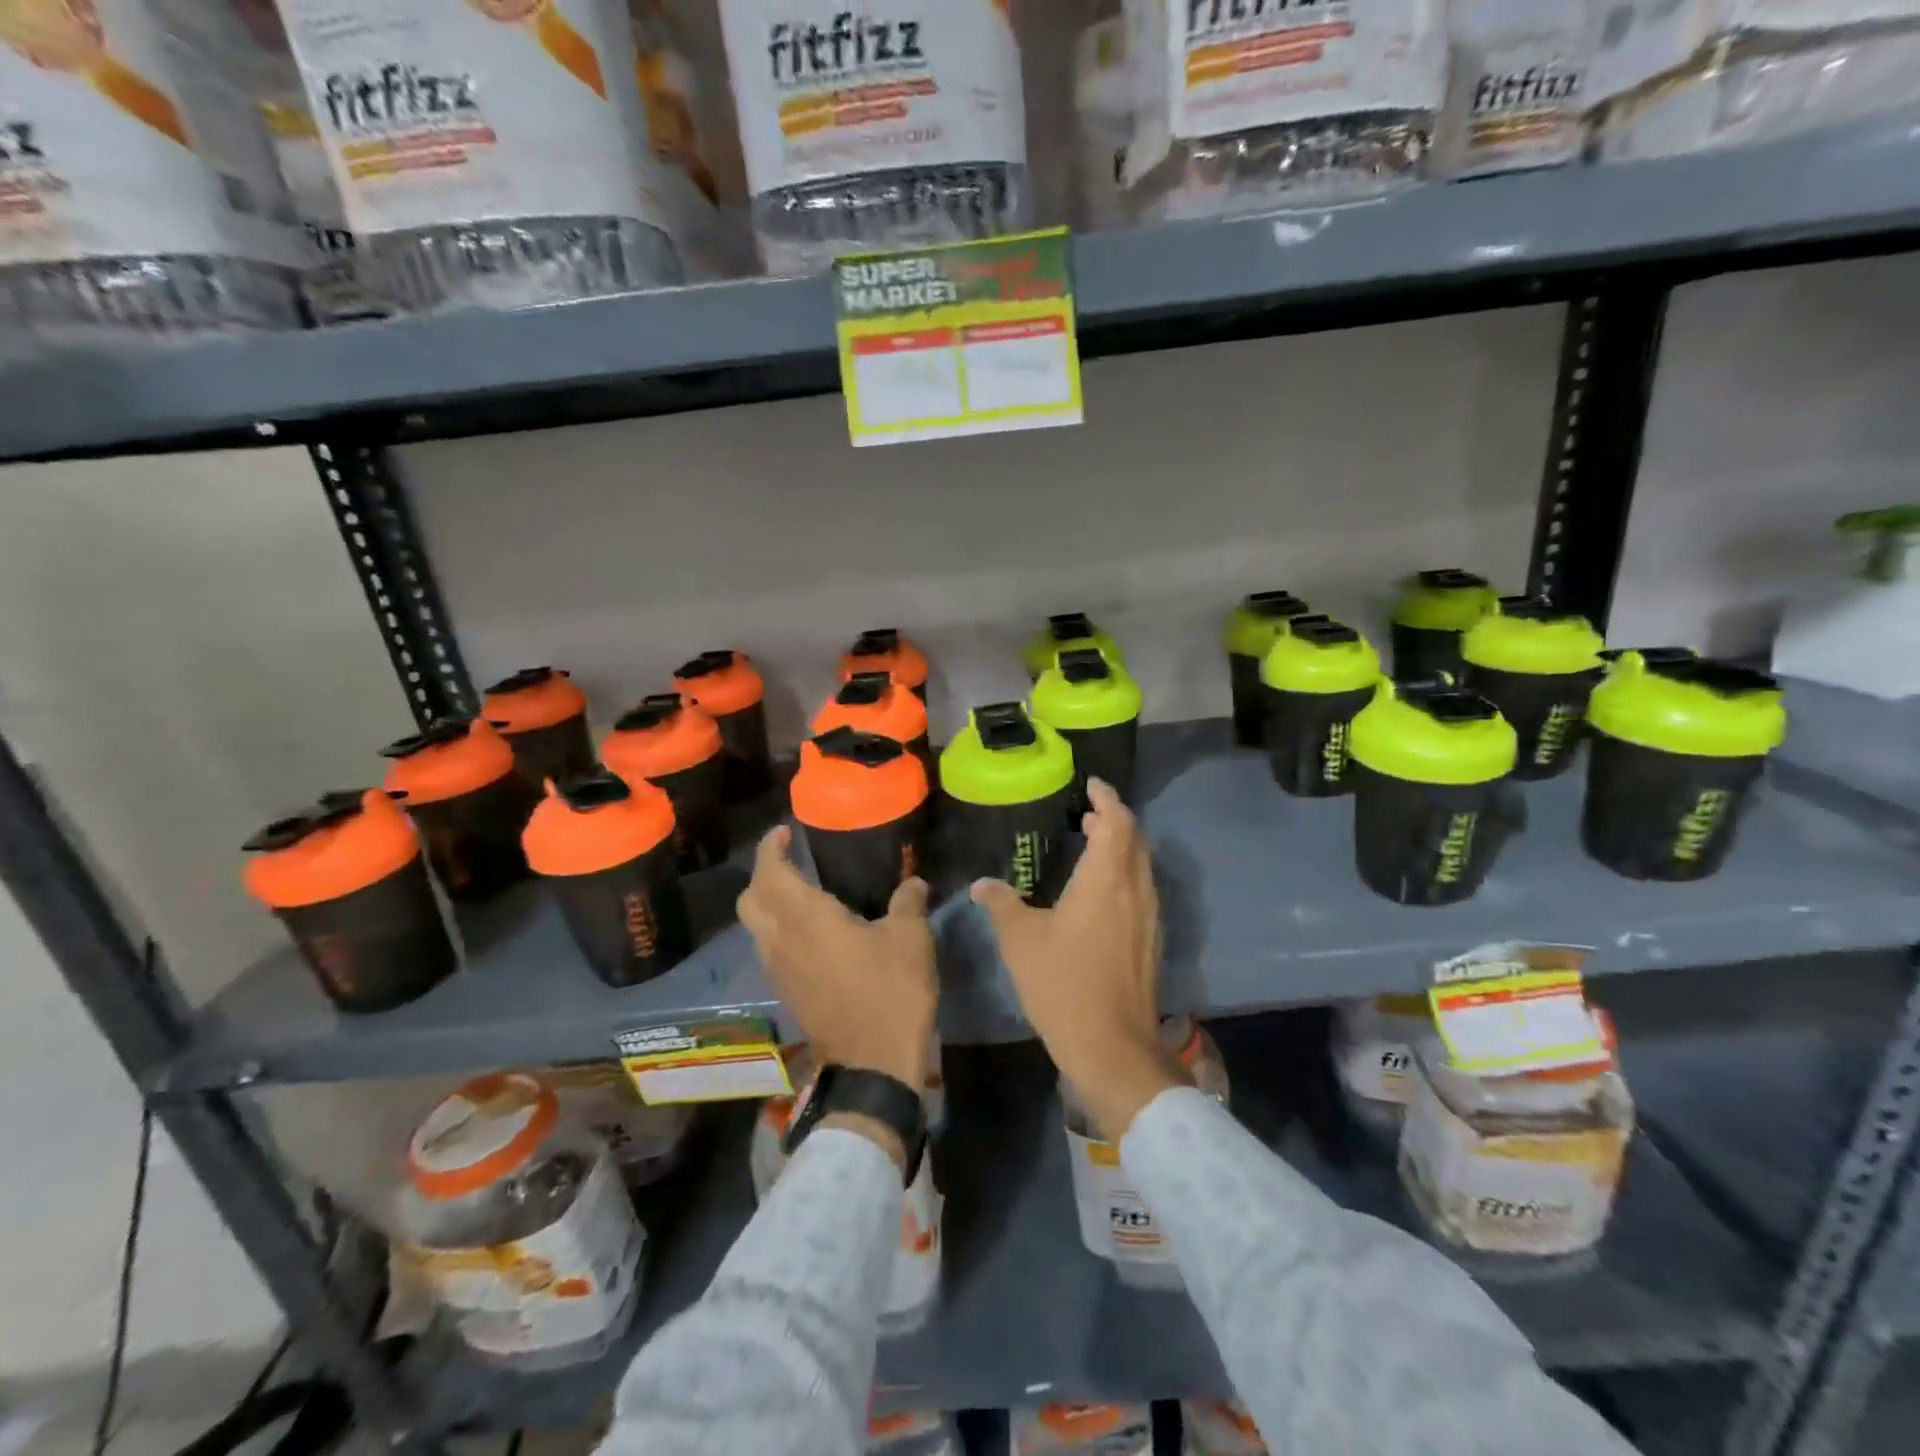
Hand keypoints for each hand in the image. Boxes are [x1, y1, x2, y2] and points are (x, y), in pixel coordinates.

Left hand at [737, 826, 934, 1093]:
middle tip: (790, 861)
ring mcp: (780, 972)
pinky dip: (780, 931)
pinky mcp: (788, 994)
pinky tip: (812, 934)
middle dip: (764, 875)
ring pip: (757, 928)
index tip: (785, 833)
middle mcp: (782, 942)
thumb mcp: (910, 940)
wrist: (874, 1066)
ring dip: (769, 905)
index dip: (770, 849)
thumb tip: (913, 882)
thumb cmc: (891, 992)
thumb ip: (908, 903)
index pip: (770, 874)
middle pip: (750, 900)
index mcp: (806, 919)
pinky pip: (771, 951)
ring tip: (802, 894)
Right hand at [971, 779, 1184, 1139]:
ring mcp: (1148, 917)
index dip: (1107, 799)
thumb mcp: (1020, 940)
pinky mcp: (1151, 941)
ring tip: (1094, 845)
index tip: (1092, 785)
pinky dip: (1125, 875)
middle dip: (1114, 821)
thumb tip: (983, 883)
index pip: (1116, 822)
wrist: (1111, 1045)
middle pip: (1134, 840)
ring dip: (1122, 848)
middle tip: (1087, 814)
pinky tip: (1103, 893)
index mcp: (1105, 879)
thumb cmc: (1062, 983)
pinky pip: (1143, 891)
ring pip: (1141, 866)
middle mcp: (1134, 890)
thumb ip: (1001, 904)